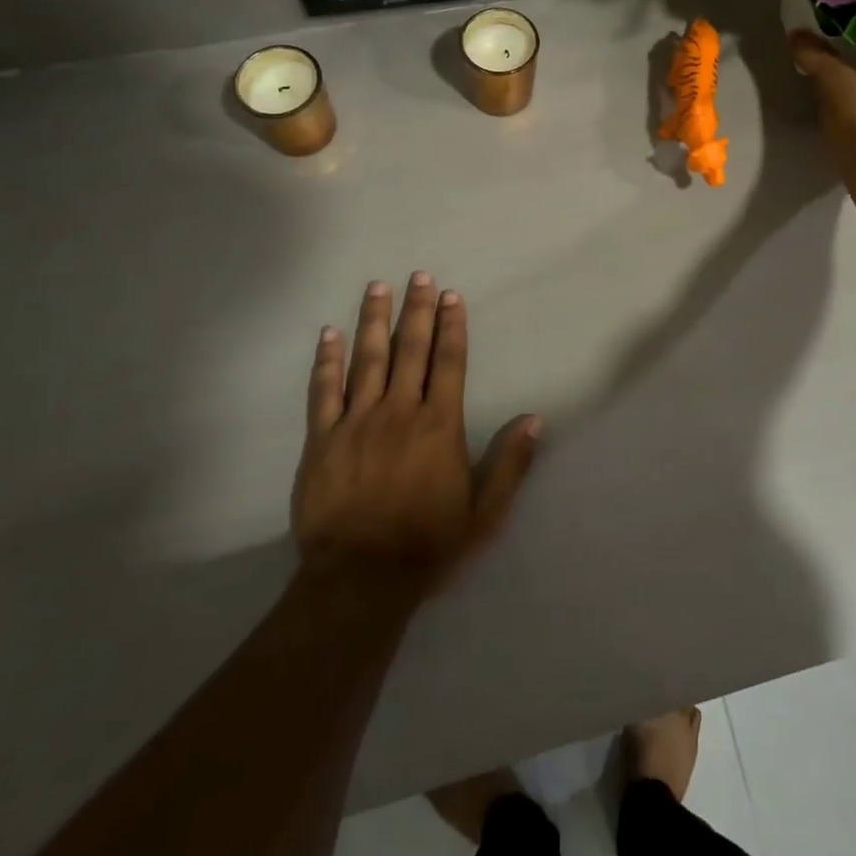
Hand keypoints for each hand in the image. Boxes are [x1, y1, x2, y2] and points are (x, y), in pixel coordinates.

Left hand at [292, 274, 540, 602]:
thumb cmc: (429, 545)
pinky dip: (326, 361)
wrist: (360, 580)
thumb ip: (510, 463)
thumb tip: (534, 418)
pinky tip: (328, 334)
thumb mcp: (485, 512)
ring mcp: (356, 422)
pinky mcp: (321, 440)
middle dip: (416, 310)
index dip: (451, 327)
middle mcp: (399, 412)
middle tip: (419, 275)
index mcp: (439, 425)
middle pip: (409, 350)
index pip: (448, 363)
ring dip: (373, 320)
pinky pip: (323, 391)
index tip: (451, 296)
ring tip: (377, 287)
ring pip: (366, 360)